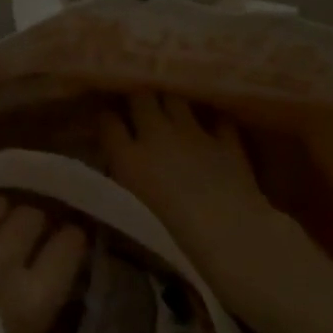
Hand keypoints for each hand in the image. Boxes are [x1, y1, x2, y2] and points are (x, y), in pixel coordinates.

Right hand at [101, 92, 299, 324]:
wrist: (225, 232)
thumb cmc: (170, 236)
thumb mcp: (130, 213)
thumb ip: (121, 185)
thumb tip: (118, 174)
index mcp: (129, 157)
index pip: (108, 122)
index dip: (106, 118)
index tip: (106, 120)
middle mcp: (157, 135)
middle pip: (141, 97)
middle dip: (138, 96)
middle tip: (137, 105)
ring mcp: (194, 133)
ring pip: (176, 98)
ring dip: (171, 100)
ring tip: (170, 107)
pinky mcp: (226, 140)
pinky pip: (217, 119)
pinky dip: (213, 120)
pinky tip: (212, 126)